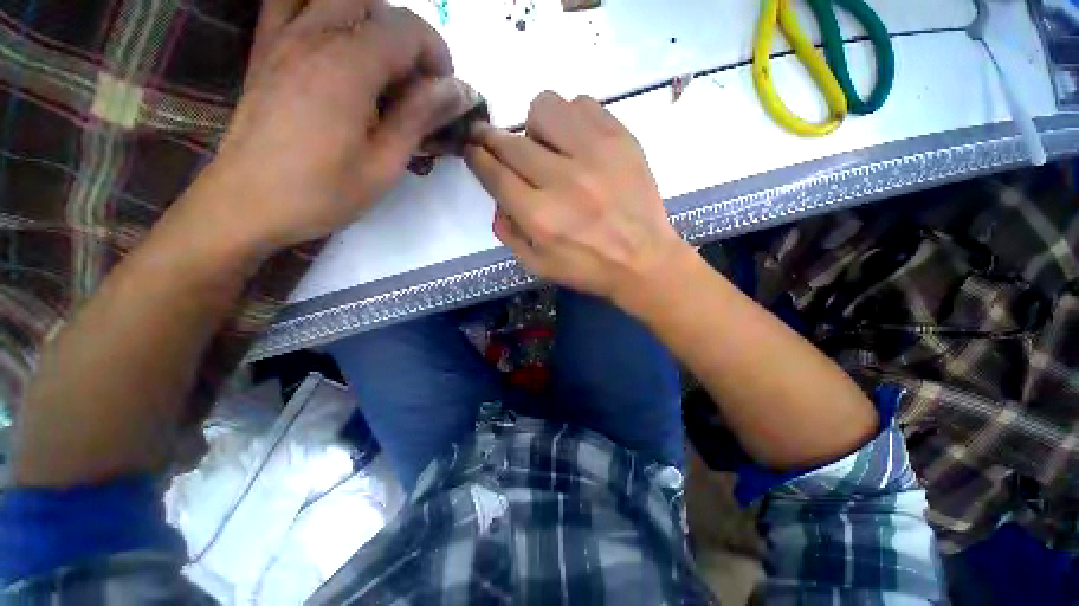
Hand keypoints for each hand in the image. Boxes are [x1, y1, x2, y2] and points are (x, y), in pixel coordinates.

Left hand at [188, 0, 475, 254]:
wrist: (247, 202)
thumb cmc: (322, 192)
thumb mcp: (384, 164)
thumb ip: (419, 118)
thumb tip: (458, 90)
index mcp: (348, 67)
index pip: (407, 29)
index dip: (436, 55)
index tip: (442, 94)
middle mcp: (314, 36)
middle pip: (373, 3)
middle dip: (405, 35)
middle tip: (413, 80)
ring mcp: (284, 37)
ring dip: (368, 18)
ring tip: (378, 61)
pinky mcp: (265, 49)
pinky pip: (288, 2)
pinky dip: (318, 8)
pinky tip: (333, 38)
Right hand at [466, 92, 687, 308]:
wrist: (643, 260)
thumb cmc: (588, 268)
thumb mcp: (539, 266)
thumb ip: (508, 234)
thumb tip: (496, 200)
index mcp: (540, 217)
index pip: (494, 173)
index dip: (477, 157)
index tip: (472, 149)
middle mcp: (563, 180)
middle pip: (511, 141)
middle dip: (492, 139)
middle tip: (494, 142)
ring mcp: (595, 155)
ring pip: (544, 108)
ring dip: (534, 126)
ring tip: (546, 146)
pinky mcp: (621, 140)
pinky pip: (583, 104)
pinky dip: (571, 118)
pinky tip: (576, 141)